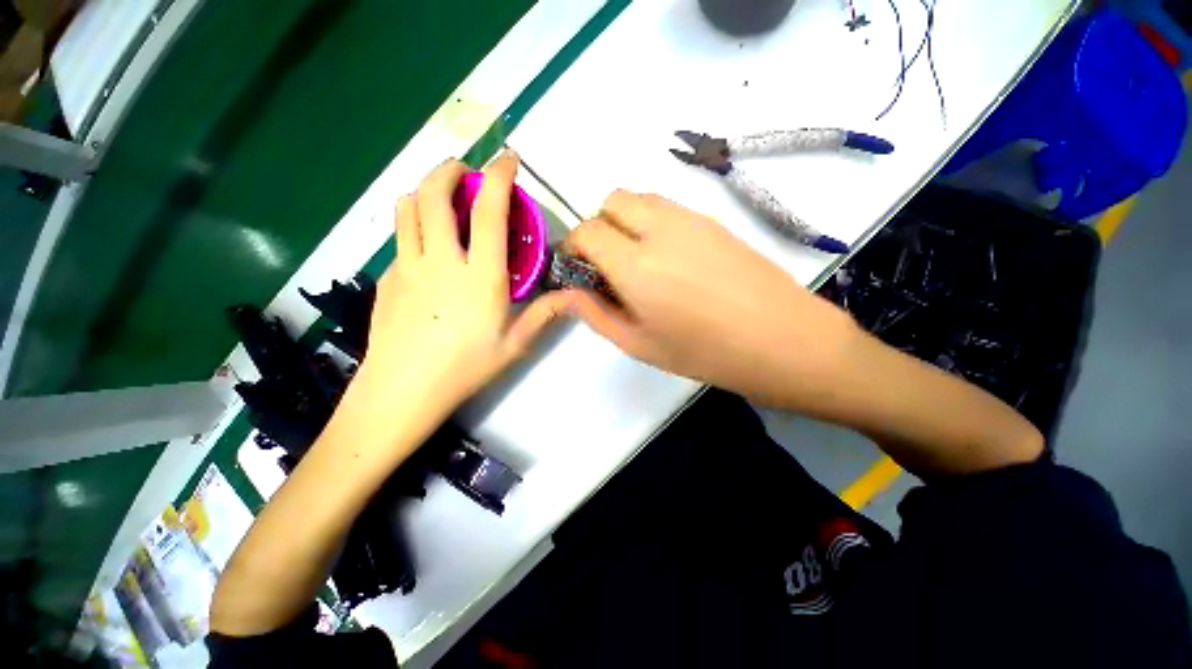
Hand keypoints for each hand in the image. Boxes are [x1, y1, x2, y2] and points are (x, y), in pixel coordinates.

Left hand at [354, 152, 568, 420]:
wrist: (402, 391)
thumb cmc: (465, 368)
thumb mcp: (515, 344)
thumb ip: (544, 314)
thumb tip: (572, 297)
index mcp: (480, 276)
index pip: (489, 212)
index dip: (500, 177)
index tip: (508, 160)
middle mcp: (441, 260)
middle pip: (434, 194)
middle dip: (449, 169)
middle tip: (465, 170)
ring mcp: (407, 266)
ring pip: (407, 207)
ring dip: (424, 190)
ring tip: (441, 197)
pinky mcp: (388, 278)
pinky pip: (400, 238)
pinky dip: (413, 224)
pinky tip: (426, 247)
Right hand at [562, 190, 860, 404]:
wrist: (782, 339)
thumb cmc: (704, 352)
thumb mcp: (638, 343)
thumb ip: (595, 314)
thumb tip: (566, 293)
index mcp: (635, 265)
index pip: (586, 231)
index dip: (573, 247)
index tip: (578, 270)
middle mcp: (659, 229)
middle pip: (612, 200)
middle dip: (599, 226)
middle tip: (607, 264)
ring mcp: (690, 218)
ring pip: (640, 198)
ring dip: (626, 221)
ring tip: (638, 261)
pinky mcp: (713, 220)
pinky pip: (668, 207)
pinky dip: (652, 222)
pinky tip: (669, 259)